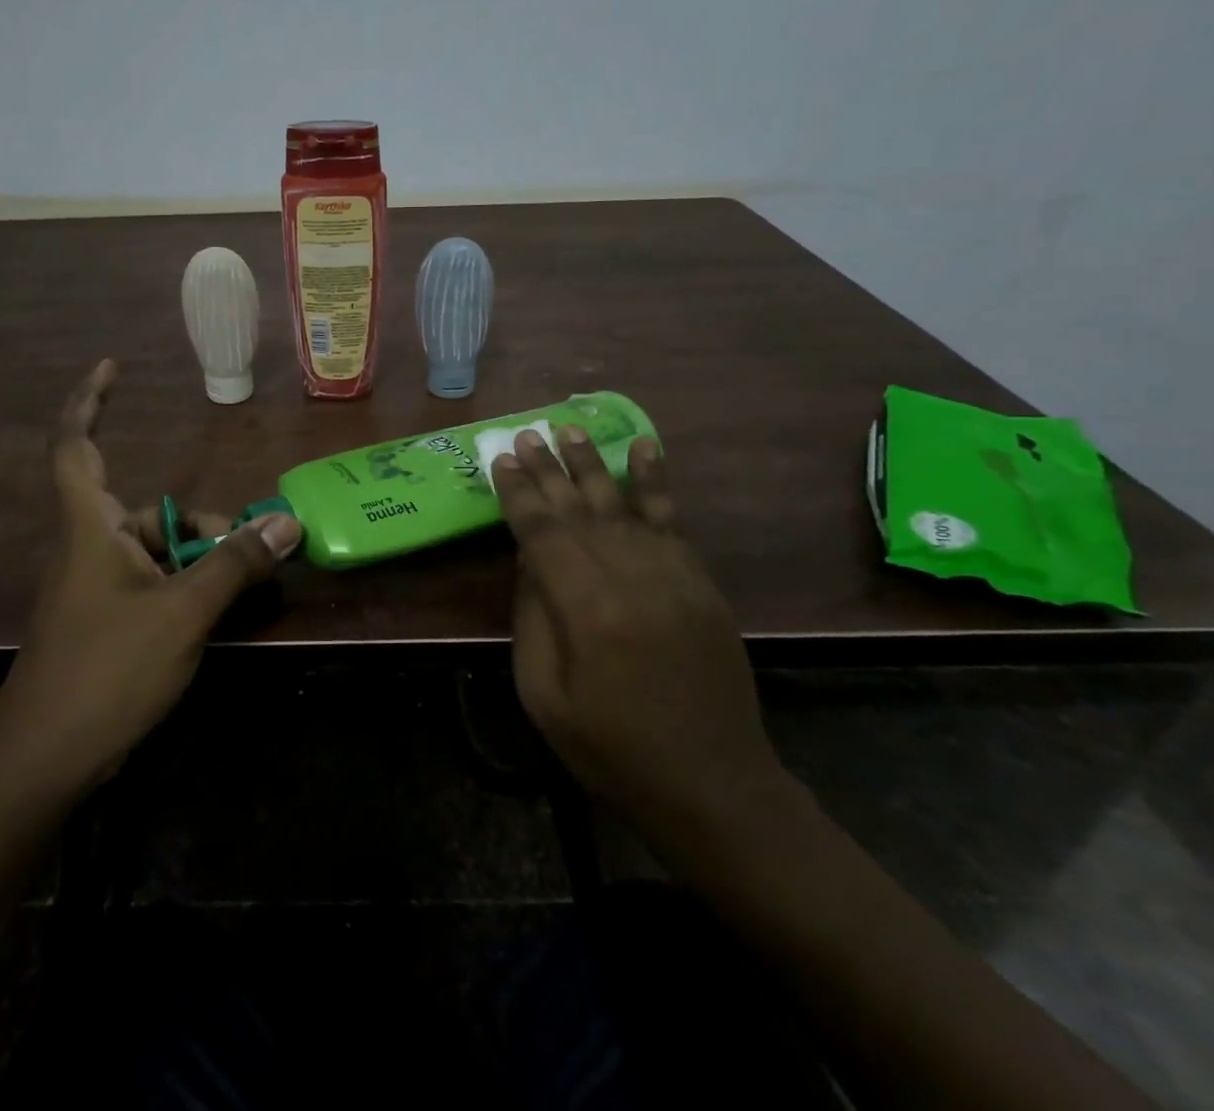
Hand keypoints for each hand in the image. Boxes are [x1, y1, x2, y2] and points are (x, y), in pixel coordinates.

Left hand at [0, 360, 301, 793]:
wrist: (44, 762)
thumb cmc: (106, 671)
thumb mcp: (182, 612)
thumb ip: (234, 564)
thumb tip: (287, 522)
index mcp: (90, 528)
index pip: (77, 446)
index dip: (89, 401)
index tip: (111, 365)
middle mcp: (90, 548)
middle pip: (148, 512)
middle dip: (199, 524)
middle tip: (250, 544)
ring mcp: (96, 590)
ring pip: (157, 553)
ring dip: (200, 560)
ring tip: (246, 584)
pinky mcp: (106, 624)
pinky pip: (154, 586)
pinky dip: (187, 588)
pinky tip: (218, 612)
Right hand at [492, 427, 786, 838]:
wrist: (713, 786)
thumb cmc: (612, 750)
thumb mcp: (544, 696)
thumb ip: (533, 618)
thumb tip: (529, 560)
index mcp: (586, 610)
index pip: (542, 533)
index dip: (518, 493)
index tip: (499, 459)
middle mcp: (631, 578)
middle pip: (579, 509)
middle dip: (548, 469)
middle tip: (525, 433)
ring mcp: (673, 576)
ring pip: (623, 504)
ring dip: (592, 463)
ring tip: (568, 427)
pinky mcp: (700, 582)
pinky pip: (672, 519)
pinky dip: (655, 480)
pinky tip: (643, 448)